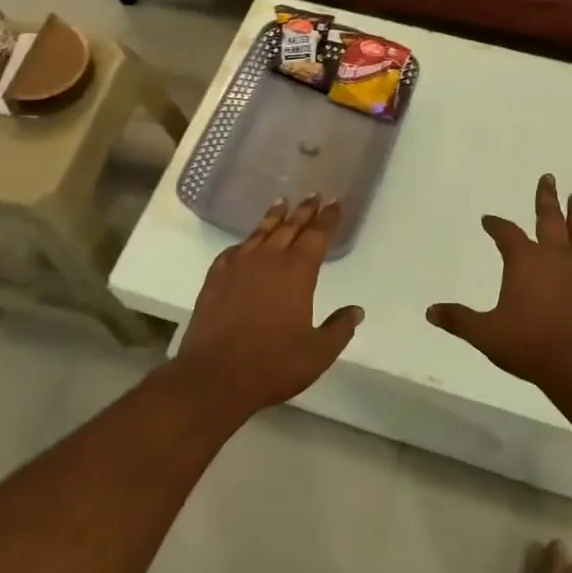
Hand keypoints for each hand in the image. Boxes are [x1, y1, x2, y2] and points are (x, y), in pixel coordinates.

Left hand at [171, 195, 363, 418]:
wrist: (215, 377)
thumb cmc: (273, 364)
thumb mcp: (318, 353)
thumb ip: (339, 329)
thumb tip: (356, 311)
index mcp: (297, 272)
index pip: (317, 235)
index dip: (328, 219)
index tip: (335, 203)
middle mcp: (268, 260)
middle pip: (290, 227)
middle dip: (304, 210)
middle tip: (314, 195)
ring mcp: (238, 267)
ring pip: (260, 233)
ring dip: (274, 217)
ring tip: (282, 203)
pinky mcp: (215, 279)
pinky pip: (232, 252)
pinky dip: (244, 243)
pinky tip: (245, 244)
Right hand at [425, 174, 571, 391]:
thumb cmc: (528, 345)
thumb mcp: (485, 334)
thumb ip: (458, 320)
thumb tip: (430, 311)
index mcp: (524, 261)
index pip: (506, 233)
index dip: (496, 225)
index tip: (488, 220)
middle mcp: (554, 257)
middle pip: (549, 219)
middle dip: (546, 198)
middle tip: (549, 178)